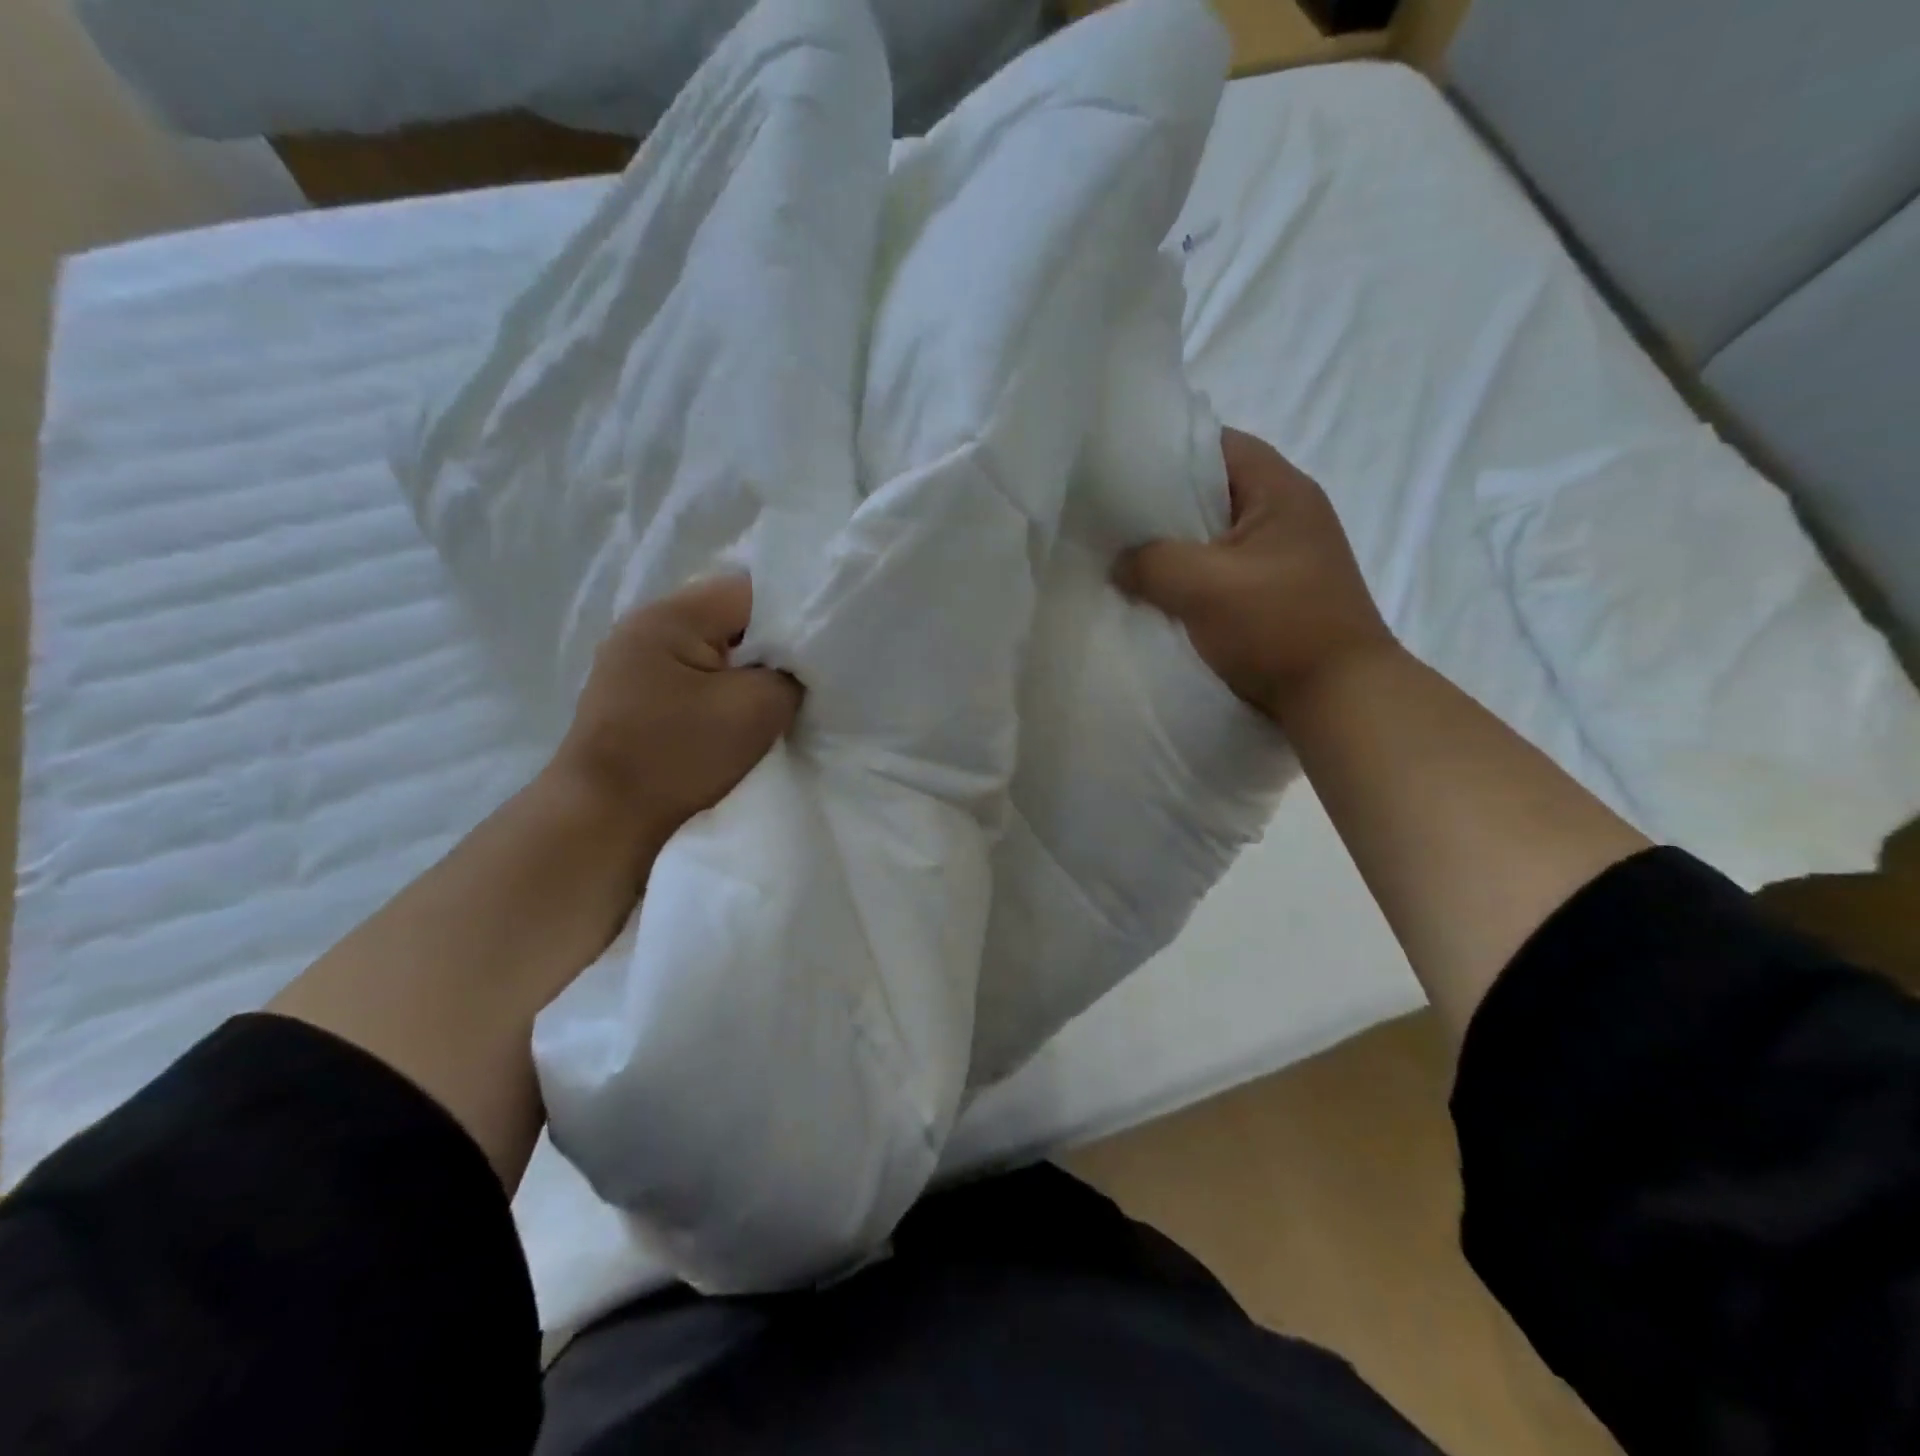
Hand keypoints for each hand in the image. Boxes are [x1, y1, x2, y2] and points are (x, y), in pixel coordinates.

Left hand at [549, 576, 801, 848]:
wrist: (603, 820)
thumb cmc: (678, 756)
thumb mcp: (756, 709)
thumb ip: (789, 674)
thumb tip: (794, 668)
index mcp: (670, 615)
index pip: (750, 591)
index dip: (792, 617)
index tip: (816, 654)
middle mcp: (646, 627)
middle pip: (730, 619)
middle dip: (768, 649)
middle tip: (798, 682)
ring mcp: (633, 663)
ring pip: (713, 651)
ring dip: (744, 674)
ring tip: (768, 704)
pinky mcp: (633, 696)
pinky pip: (692, 678)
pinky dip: (719, 693)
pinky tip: (734, 719)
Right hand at [1114, 427, 1395, 722]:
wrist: (1339, 697)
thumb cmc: (1277, 627)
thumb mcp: (1203, 586)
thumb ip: (1151, 562)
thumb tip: (1119, 563)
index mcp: (1282, 492)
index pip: (1220, 445)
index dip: (1170, 452)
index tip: (1122, 471)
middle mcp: (1290, 515)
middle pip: (1215, 492)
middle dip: (1165, 507)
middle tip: (1115, 520)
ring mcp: (1287, 558)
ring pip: (1217, 538)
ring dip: (1178, 550)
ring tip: (1129, 559)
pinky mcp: (1280, 594)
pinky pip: (1225, 573)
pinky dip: (1194, 580)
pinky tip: (1161, 596)